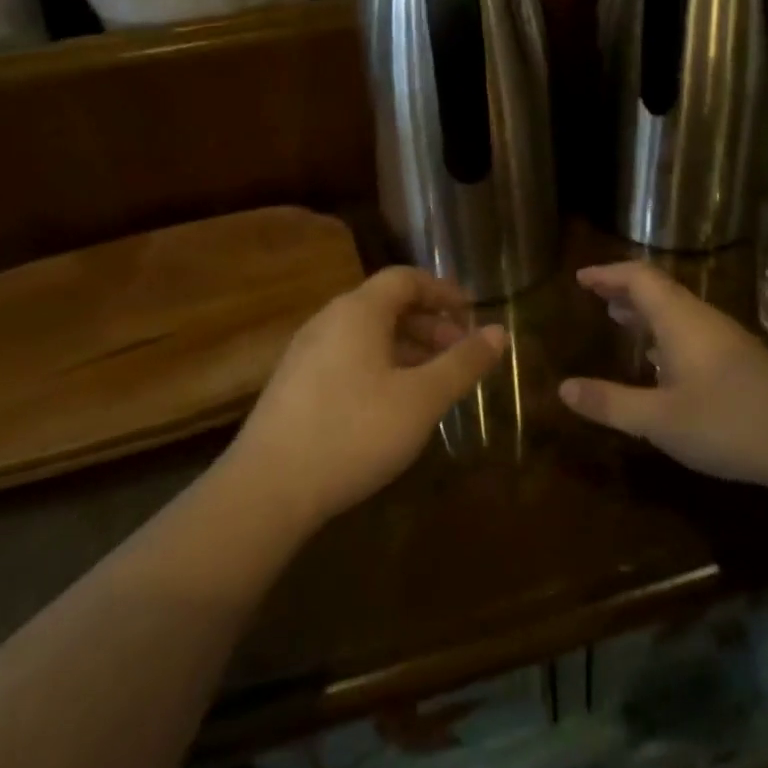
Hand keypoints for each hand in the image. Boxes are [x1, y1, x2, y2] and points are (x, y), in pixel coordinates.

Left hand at [227, 266, 507, 528]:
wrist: (267, 489)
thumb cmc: (354, 432)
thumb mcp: (421, 399)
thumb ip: (463, 363)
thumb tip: (499, 332)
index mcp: (358, 312)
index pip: (405, 279)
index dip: (442, 291)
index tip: (471, 314)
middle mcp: (328, 321)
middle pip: (386, 305)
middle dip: (429, 324)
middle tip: (459, 353)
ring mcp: (306, 353)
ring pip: (367, 335)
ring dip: (406, 348)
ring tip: (433, 381)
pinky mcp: (294, 385)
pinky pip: (348, 358)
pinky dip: (381, 366)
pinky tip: (393, 404)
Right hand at [559, 262, 767, 494]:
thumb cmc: (728, 424)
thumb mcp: (659, 420)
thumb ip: (610, 403)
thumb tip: (563, 389)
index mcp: (681, 321)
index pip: (639, 278)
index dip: (608, 273)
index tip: (580, 278)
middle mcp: (703, 320)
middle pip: (659, 289)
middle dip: (624, 289)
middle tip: (594, 295)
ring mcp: (727, 339)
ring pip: (678, 310)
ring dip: (646, 310)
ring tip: (619, 318)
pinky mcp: (741, 359)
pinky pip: (692, 329)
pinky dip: (664, 330)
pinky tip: (661, 360)